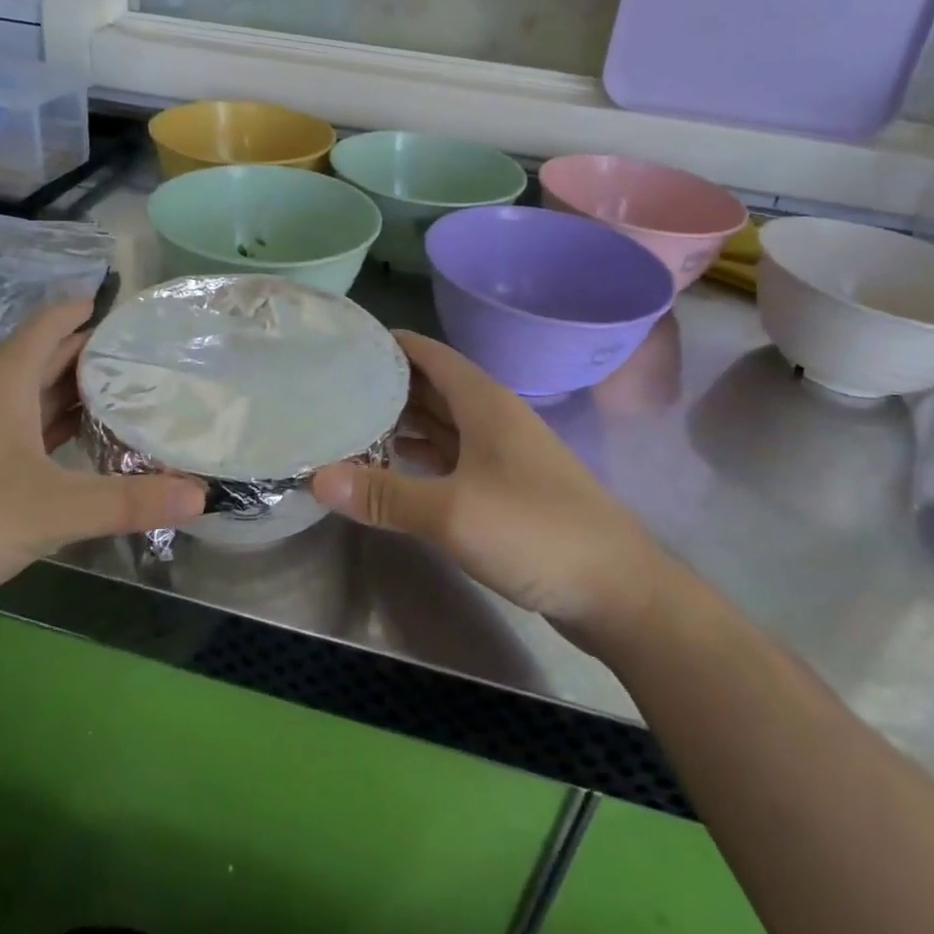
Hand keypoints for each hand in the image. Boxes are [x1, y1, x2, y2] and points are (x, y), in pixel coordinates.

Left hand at [0, 296, 204, 621]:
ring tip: (126, 401)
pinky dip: (48, 433)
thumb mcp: (50, 510)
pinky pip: (14, 433)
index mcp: (4, 381)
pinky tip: (71, 453)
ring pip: (28, 398)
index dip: (92, 309)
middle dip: (95, 356)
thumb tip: (204, 494)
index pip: (54, 321)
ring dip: (72, 396)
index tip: (138, 313)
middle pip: (45, 358)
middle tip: (153, 361)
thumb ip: (127, 501)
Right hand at [312, 331, 663, 631]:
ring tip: (350, 425)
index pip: (429, 353)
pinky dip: (420, 457)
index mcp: (484, 402)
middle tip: (331, 387)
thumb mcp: (453, 512)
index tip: (343, 343)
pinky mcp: (505, 488)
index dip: (388, 344)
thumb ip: (385, 495)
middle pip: (431, 387)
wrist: (618, 590)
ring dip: (401, 423)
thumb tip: (316, 477)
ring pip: (441, 423)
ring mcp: (501, 454)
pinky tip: (391, 469)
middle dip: (385, 385)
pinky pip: (452, 458)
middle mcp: (492, 418)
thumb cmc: (536, 531)